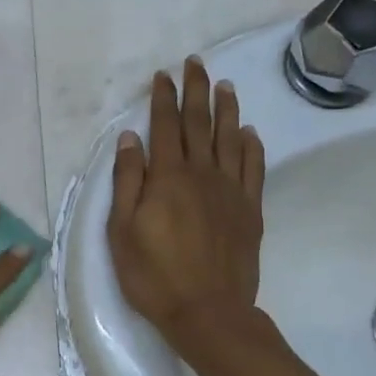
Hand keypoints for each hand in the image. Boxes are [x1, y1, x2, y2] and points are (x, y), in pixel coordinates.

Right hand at [108, 57, 265, 343]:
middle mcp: (202, 175)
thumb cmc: (153, 275)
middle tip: (195, 63)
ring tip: (225, 85)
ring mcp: (230, 191)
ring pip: (230, 139)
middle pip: (199, 124)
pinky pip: (253, 168)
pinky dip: (252, 146)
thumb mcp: (122, 230)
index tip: (163, 74)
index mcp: (167, 178)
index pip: (164, 127)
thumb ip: (127, 181)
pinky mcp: (249, 210)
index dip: (162, 98)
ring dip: (227, 110)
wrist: (207, 311)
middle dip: (195, 91)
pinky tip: (251, 133)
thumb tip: (130, 139)